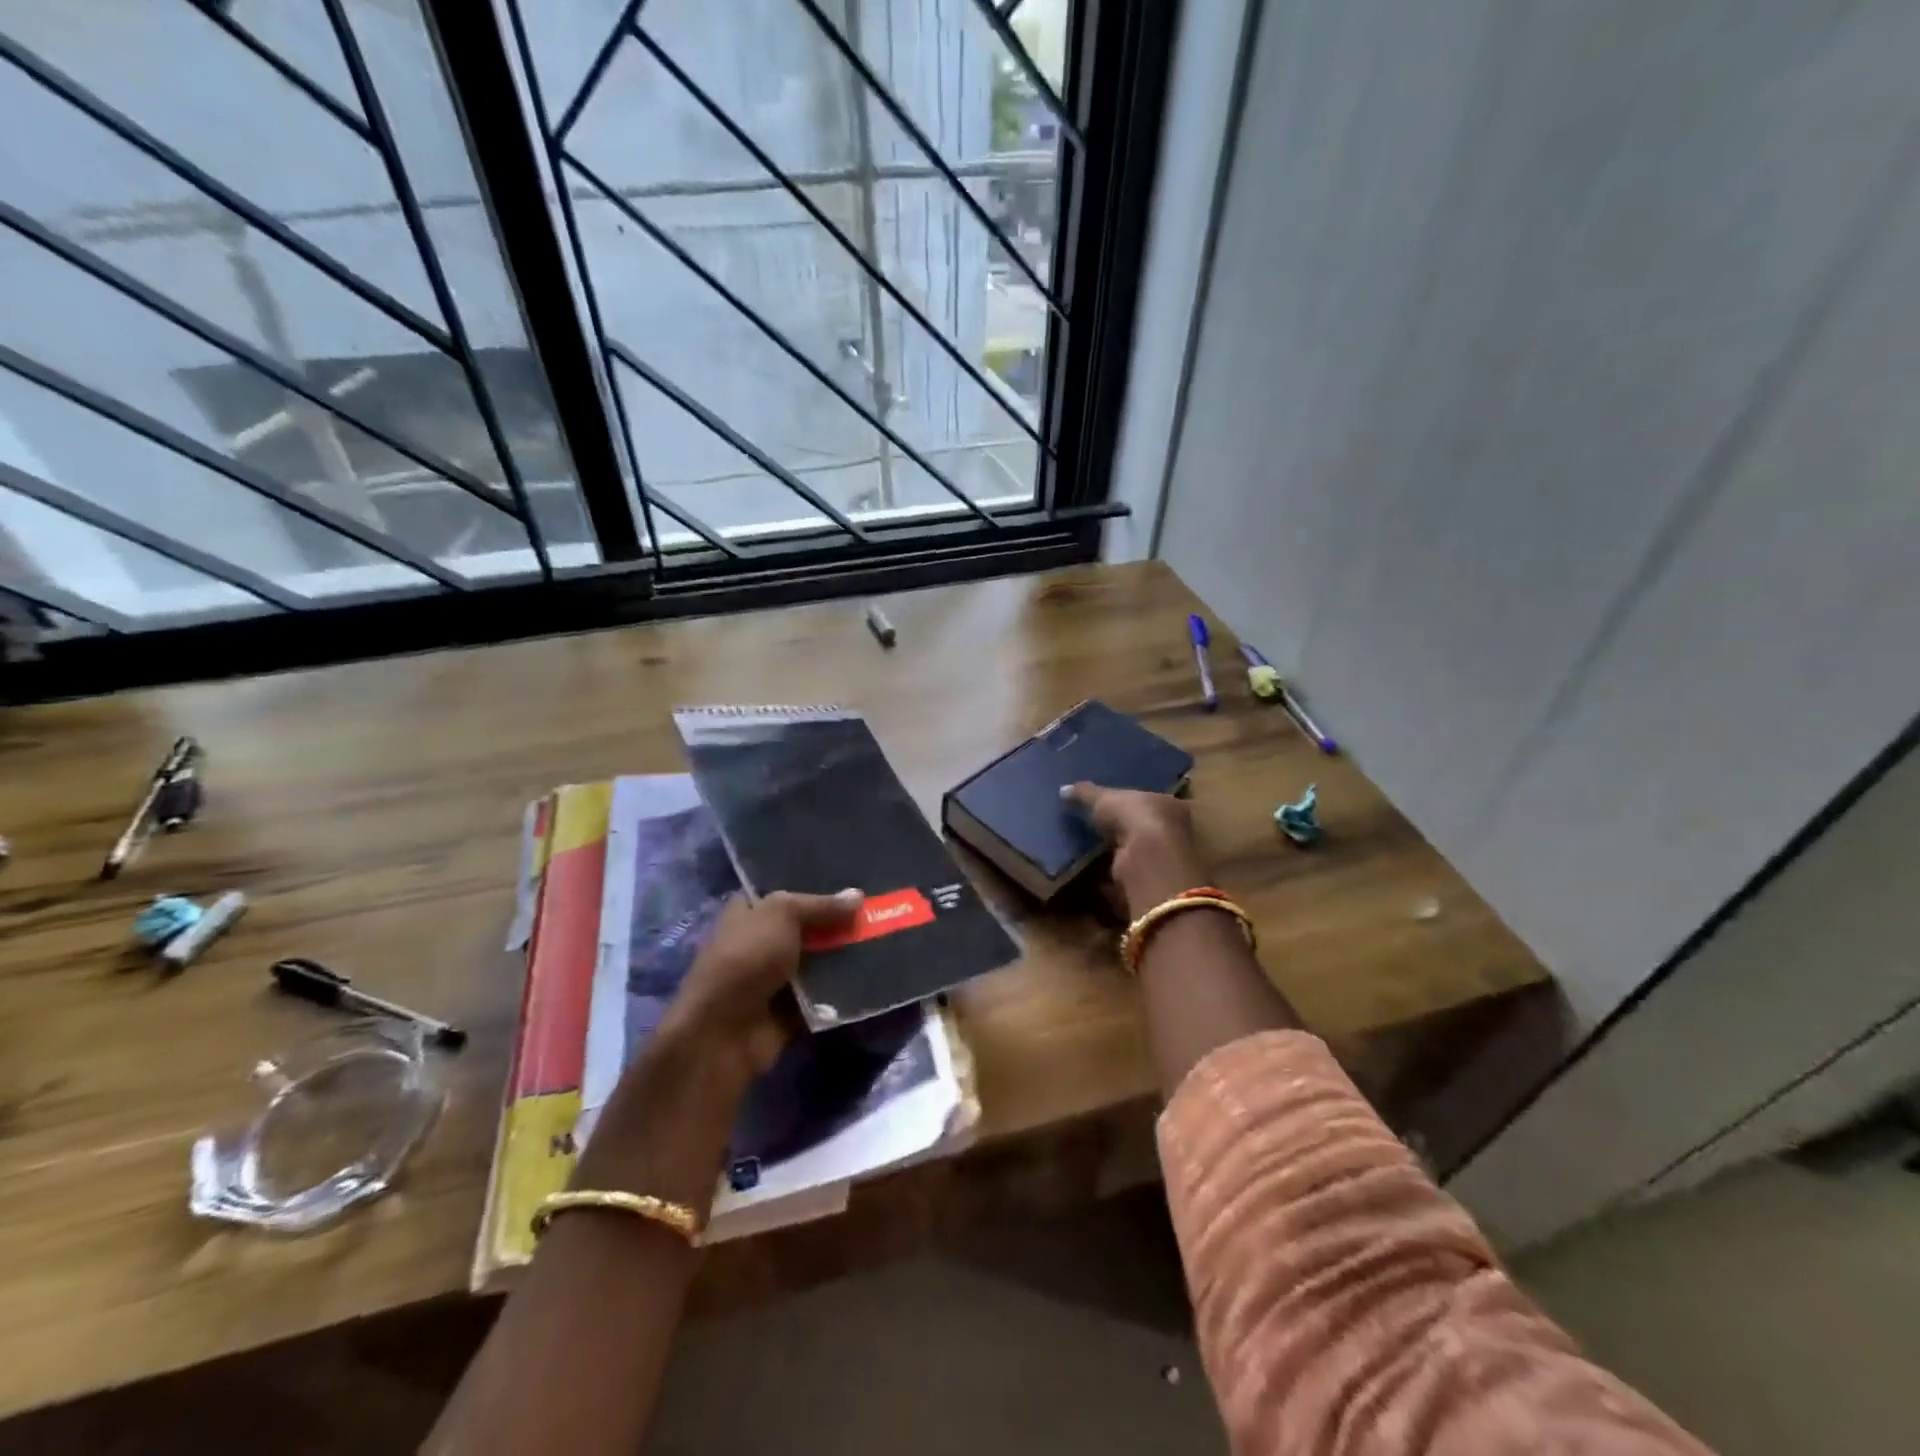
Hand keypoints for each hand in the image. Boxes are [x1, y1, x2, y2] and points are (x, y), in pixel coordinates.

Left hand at [572, 889, 861, 1210]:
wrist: (723, 1033)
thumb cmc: (746, 959)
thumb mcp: (782, 915)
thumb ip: (821, 905)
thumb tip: (859, 896)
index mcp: (749, 911)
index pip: (784, 889)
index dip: (815, 883)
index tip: (853, 877)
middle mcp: (761, 941)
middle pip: (808, 925)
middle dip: (839, 920)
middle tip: (881, 907)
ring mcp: (775, 978)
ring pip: (819, 960)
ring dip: (845, 955)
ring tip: (887, 938)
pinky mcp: (790, 1010)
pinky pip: (823, 993)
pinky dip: (843, 988)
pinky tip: (876, 974)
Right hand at [1061, 783, 1208, 918]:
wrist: (1148, 861)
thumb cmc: (1135, 818)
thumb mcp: (1105, 798)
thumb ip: (1085, 793)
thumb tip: (1063, 789)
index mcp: (1169, 805)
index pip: (1148, 801)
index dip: (1129, 803)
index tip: (1107, 806)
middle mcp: (1173, 833)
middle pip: (1141, 830)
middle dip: (1120, 831)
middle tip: (1092, 830)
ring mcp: (1162, 862)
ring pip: (1133, 856)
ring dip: (1112, 857)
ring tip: (1083, 853)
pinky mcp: (1147, 885)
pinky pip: (1122, 880)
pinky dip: (1106, 881)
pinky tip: (1086, 878)